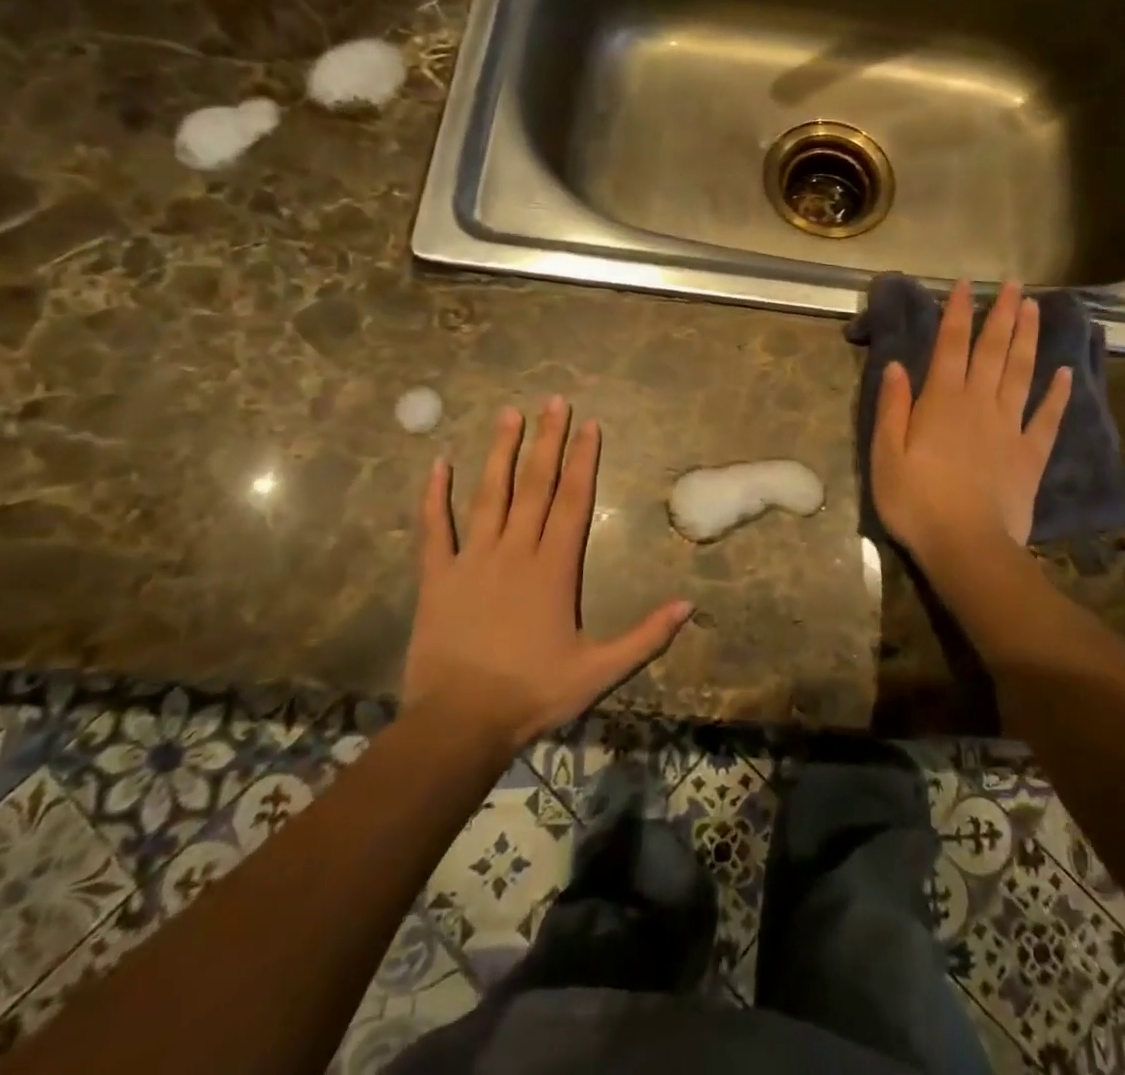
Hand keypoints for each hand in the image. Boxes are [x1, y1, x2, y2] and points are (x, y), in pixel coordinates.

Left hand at [404, 397, 693, 748]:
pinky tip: (437, 463)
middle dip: (547, 440)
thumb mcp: (600, 671)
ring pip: (489, 494)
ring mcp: (473, 560)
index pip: (573, 500)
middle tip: (554, 400)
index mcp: (554, 567)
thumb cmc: (533, 693)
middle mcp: (515, 551)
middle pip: (535, 485)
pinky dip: (434, 496)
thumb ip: (646, 635)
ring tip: (508, 414)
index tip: (589, 424)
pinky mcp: (437, 576)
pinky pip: (435, 528)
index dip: (583, 459)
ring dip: (500, 452)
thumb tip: (689, 605)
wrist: (460, 723)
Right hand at [870, 279, 1072, 559]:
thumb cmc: (916, 502)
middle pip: (992, 350)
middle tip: (1014, 284)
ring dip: (1028, 339)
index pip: (950, 346)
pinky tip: (1065, 373)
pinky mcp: (1030, 454)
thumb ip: (892, 408)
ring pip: (1021, 373)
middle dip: (1002, 314)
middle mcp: (979, 404)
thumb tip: (897, 364)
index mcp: (941, 402)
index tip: (965, 285)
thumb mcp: (886, 455)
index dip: (957, 313)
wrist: (966, 546)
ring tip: (1036, 309)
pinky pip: (1047, 418)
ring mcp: (1009, 427)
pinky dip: (1058, 394)